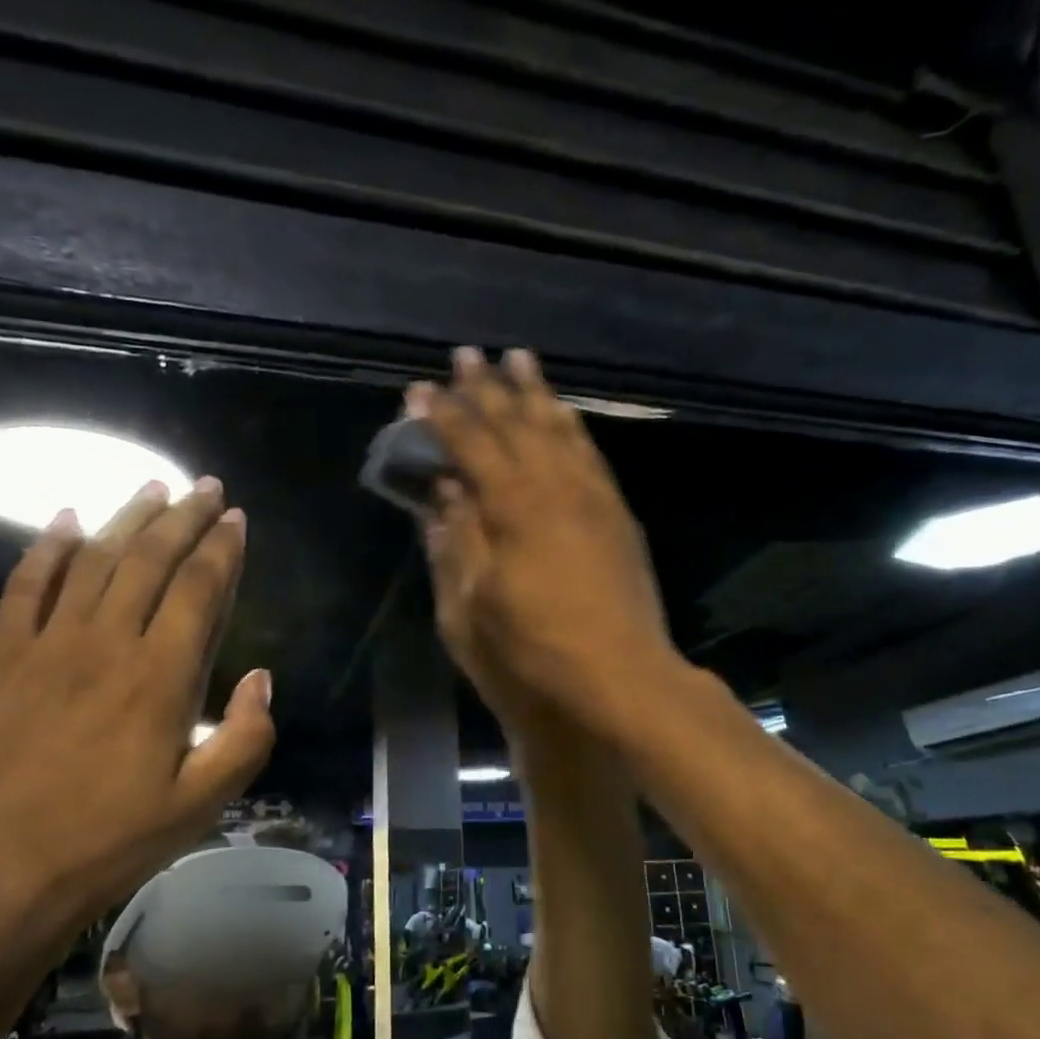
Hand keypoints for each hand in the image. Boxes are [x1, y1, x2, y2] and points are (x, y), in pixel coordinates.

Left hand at [0, 480, 273, 926]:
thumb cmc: (110, 842)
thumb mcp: (202, 804)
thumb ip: (246, 737)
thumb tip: (261, 678)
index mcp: (162, 677)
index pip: (200, 589)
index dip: (222, 549)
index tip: (237, 519)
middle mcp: (108, 643)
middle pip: (150, 560)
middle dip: (184, 517)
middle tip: (205, 487)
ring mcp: (48, 646)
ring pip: (94, 560)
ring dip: (128, 518)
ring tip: (153, 487)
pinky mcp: (3, 660)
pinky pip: (25, 587)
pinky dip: (47, 549)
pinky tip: (65, 521)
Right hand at [413, 348, 675, 738]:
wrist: (621, 683)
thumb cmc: (532, 657)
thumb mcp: (469, 611)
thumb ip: (456, 544)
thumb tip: (443, 494)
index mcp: (513, 509)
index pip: (471, 445)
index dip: (442, 416)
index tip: (418, 391)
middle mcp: (556, 488)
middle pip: (517, 424)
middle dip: (488, 388)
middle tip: (466, 354)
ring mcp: (594, 498)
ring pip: (560, 429)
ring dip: (536, 393)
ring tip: (519, 359)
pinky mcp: (618, 517)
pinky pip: (592, 454)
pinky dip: (573, 426)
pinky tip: (565, 413)